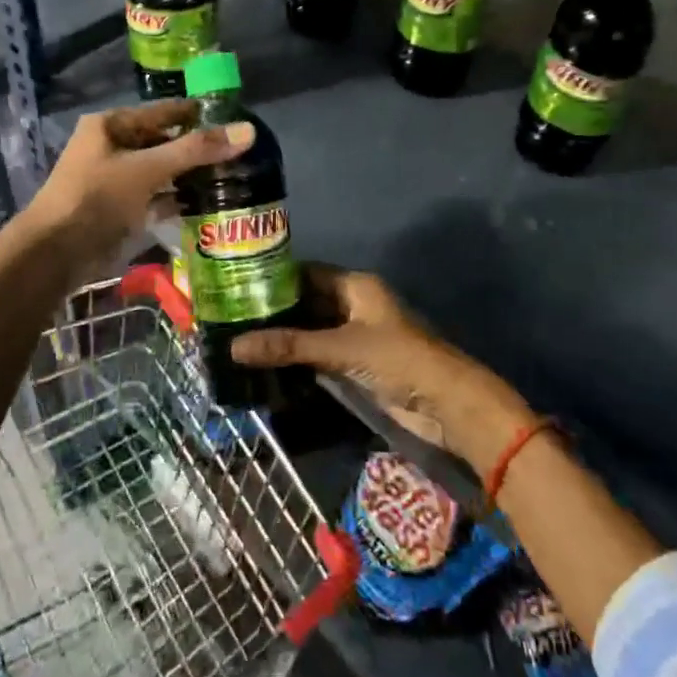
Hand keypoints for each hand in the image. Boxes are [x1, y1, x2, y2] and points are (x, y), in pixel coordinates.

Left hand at [23, 100, 252, 275]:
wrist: (54, 253)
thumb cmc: (97, 197)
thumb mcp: (148, 168)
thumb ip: (196, 150)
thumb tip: (248, 131)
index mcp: (111, 125)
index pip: (163, 112)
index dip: (197, 115)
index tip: (236, 120)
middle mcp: (112, 147)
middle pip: (163, 141)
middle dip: (197, 149)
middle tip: (241, 154)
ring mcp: (114, 180)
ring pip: (161, 171)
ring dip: (190, 176)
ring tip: (233, 178)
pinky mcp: (119, 210)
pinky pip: (155, 198)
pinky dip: (176, 201)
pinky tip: (207, 205)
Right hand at [233, 266, 537, 472]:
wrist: (445, 404)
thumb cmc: (397, 359)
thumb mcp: (340, 348)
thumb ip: (289, 346)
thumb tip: (234, 347)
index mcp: (355, 286)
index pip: (306, 272)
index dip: (274, 277)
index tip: (237, 285)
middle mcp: (354, 304)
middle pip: (307, 301)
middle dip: (275, 310)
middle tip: (231, 317)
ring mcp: (356, 335)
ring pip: (312, 329)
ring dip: (284, 336)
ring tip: (240, 340)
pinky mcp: (357, 363)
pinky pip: (320, 353)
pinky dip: (298, 358)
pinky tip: (268, 364)